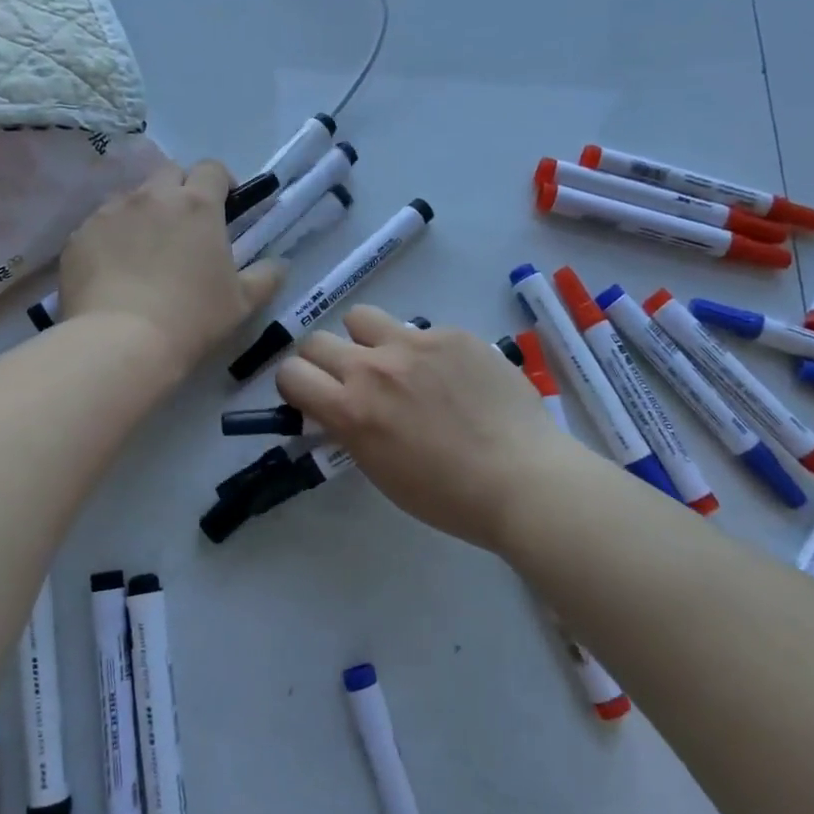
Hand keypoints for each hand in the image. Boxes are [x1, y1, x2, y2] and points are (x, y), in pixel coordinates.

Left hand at [58, 160, 283, 378]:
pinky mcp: (80, 234)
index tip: (226, 205)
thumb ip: (267, 276)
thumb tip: (279, 263)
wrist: (121, 342)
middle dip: (181, 190)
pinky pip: (100, 224)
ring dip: (145, 212)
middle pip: (169, 173)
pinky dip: (113, 237)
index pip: (212, 169)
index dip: (221, 183)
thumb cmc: (192, 319)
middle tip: (186, 227)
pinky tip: (115, 270)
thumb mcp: (243, 302)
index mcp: (197, 204)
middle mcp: (152, 196)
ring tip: (147, 251)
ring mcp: (110, 212)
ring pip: (132, 197)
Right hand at [274, 305, 577, 551]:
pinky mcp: (452, 333)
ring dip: (365, 340)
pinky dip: (422, 350)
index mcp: (351, 409)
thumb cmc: (448, 495)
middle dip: (323, 361)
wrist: (522, 478)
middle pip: (316, 340)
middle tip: (350, 381)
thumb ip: (350, 428)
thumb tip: (340, 407)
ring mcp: (415, 343)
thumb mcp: (380, 469)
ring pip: (362, 318)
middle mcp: (374, 367)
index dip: (295, 385)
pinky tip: (452, 376)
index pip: (290, 373)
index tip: (312, 397)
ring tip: (394, 364)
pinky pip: (419, 330)